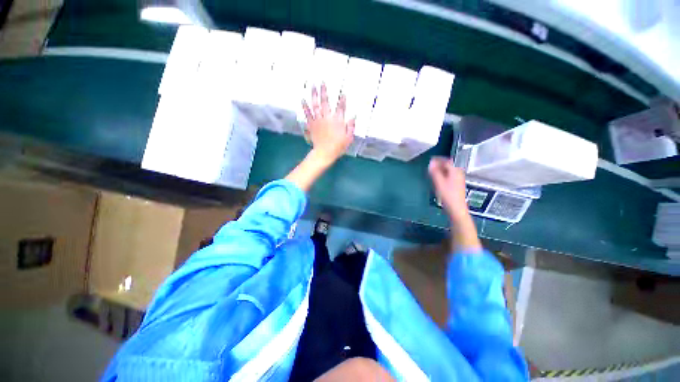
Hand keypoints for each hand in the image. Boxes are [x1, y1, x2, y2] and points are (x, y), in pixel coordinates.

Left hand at [302, 84, 354, 164]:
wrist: (324, 152)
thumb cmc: (338, 147)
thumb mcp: (349, 138)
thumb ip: (351, 127)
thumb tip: (353, 117)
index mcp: (338, 121)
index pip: (341, 108)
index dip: (342, 100)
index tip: (343, 93)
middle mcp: (328, 118)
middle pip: (326, 102)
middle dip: (324, 91)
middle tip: (322, 82)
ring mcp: (318, 120)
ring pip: (316, 105)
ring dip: (314, 95)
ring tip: (312, 86)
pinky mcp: (311, 124)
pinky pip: (308, 114)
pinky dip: (305, 106)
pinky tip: (302, 99)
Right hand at [428, 156, 468, 220]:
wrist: (456, 208)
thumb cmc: (447, 195)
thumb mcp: (439, 182)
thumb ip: (434, 172)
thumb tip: (430, 162)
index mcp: (455, 171)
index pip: (447, 161)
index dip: (438, 159)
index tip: (431, 159)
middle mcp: (458, 173)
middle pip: (449, 165)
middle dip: (440, 164)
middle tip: (431, 165)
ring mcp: (458, 179)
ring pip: (449, 171)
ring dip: (441, 170)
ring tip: (433, 172)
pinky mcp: (457, 185)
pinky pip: (450, 176)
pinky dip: (443, 175)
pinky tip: (438, 179)